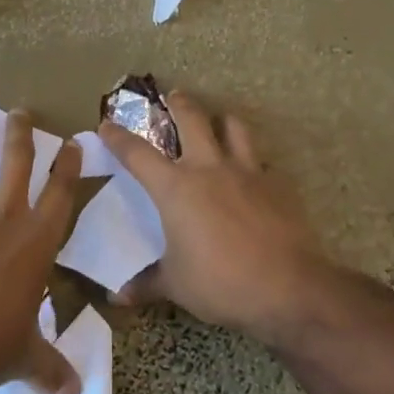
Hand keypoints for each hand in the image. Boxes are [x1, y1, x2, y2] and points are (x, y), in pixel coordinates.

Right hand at [99, 92, 327, 343]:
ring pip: (234, 127)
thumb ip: (147, 284)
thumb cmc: (221, 282)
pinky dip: (253, 163)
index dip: (118, 138)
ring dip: (223, 120)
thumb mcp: (177, 286)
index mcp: (176, 188)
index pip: (138, 154)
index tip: (106, 125)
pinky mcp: (276, 184)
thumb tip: (118, 297)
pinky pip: (262, 162)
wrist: (287, 287)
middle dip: (179, 103)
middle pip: (192, 119)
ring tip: (220, 122)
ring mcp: (246, 172)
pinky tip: (253, 176)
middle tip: (174, 95)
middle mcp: (209, 168)